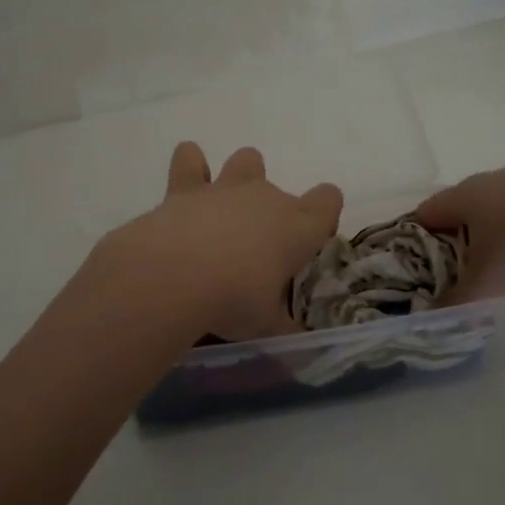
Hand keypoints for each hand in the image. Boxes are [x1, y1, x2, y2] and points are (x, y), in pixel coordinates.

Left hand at [98, 143, 342, 341]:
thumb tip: (296, 345)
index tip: (308, 243)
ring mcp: (226, 188)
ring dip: (241, 177)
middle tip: (255, 250)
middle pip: (282, 189)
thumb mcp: (266, 326)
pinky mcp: (185, 187)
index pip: (329, 201)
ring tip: (225, 209)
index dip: (323, 216)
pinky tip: (186, 187)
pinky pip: (190, 159)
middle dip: (273, 213)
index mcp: (299, 227)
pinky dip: (190, 166)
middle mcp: (267, 198)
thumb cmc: (234, 300)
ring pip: (247, 160)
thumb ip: (283, 328)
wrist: (175, 275)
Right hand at [414, 165, 504, 303]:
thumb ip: (455, 299)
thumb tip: (431, 314)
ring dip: (493, 231)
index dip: (415, 243)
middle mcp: (485, 180)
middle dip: (456, 240)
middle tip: (463, 273)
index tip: (422, 271)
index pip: (422, 215)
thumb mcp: (486, 282)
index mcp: (459, 197)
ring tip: (504, 263)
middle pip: (458, 210)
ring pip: (495, 206)